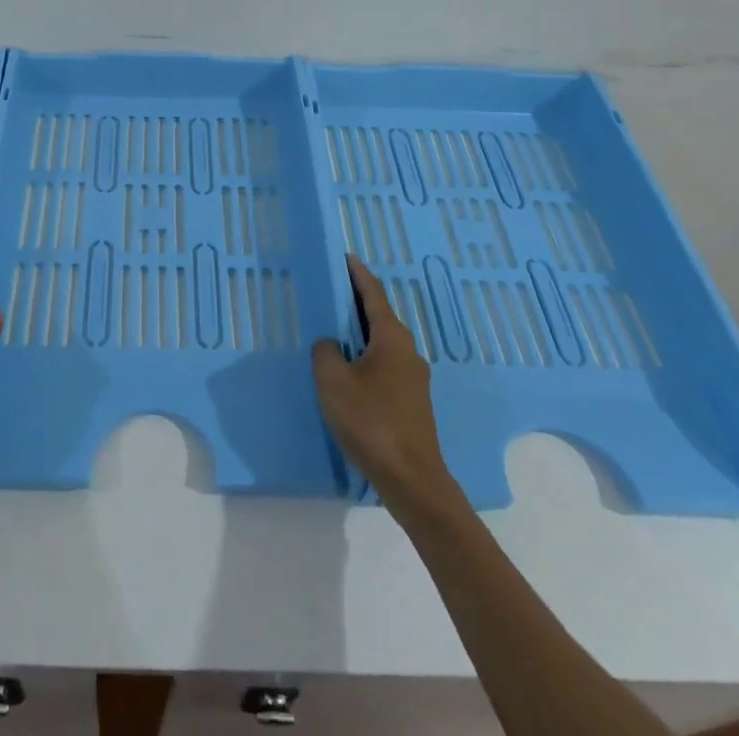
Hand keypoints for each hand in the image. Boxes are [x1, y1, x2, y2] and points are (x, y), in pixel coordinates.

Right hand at [312, 255, 452, 504]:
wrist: (413, 481)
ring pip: (382, 344)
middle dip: (357, 303)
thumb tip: (330, 344)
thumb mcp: (333, 381)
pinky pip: (385, 366)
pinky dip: (366, 358)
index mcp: (391, 338)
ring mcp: (413, 379)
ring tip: (334, 332)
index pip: (373, 294)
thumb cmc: (372, 421)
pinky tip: (349, 373)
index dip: (358, 274)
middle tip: (332, 292)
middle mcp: (407, 351)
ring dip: (360, 334)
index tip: (346, 257)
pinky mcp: (412, 403)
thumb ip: (325, 352)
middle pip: (379, 317)